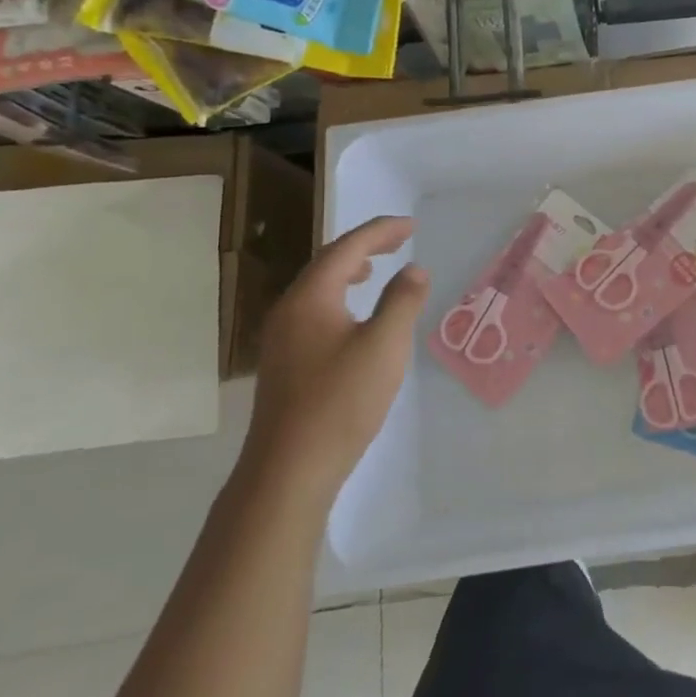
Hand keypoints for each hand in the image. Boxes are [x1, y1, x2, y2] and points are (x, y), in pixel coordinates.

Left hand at [243, 216, 428, 495]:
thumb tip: (414, 269)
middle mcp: (289, 309)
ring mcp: (281, 338)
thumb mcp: (385, 345)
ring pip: (317, 288)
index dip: (381, 232)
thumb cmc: (341, 401)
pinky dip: (338, 297)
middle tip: (399, 240)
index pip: (347, 248)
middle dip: (365, 246)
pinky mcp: (284, 362)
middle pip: (327, 263)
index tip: (412, 226)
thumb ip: (402, 301)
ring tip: (374, 269)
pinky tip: (353, 317)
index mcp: (310, 297)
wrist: (289, 470)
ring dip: (349, 270)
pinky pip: (314, 310)